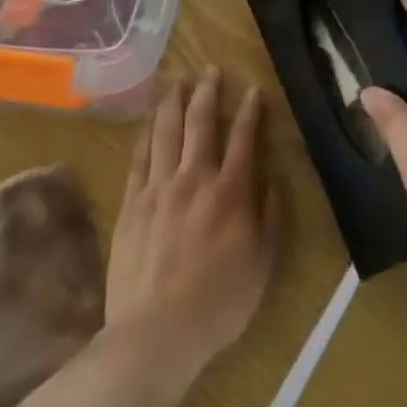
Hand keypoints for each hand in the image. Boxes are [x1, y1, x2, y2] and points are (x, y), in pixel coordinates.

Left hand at [104, 72, 280, 386]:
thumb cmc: (218, 303)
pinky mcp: (132, 204)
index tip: (254, 90)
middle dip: (207, 92)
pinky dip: (146, 133)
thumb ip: (270, 217)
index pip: (243, 137)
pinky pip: (139, 158)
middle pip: (201, 123)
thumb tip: (274, 179)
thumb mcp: (262, 264)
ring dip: (173, 102)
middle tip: (210, 69)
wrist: (154, 336)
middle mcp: (195, 179)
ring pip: (166, 132)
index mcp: (231, 192)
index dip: (250, 110)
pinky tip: (150, 120)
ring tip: (176, 80)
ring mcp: (159, 189)